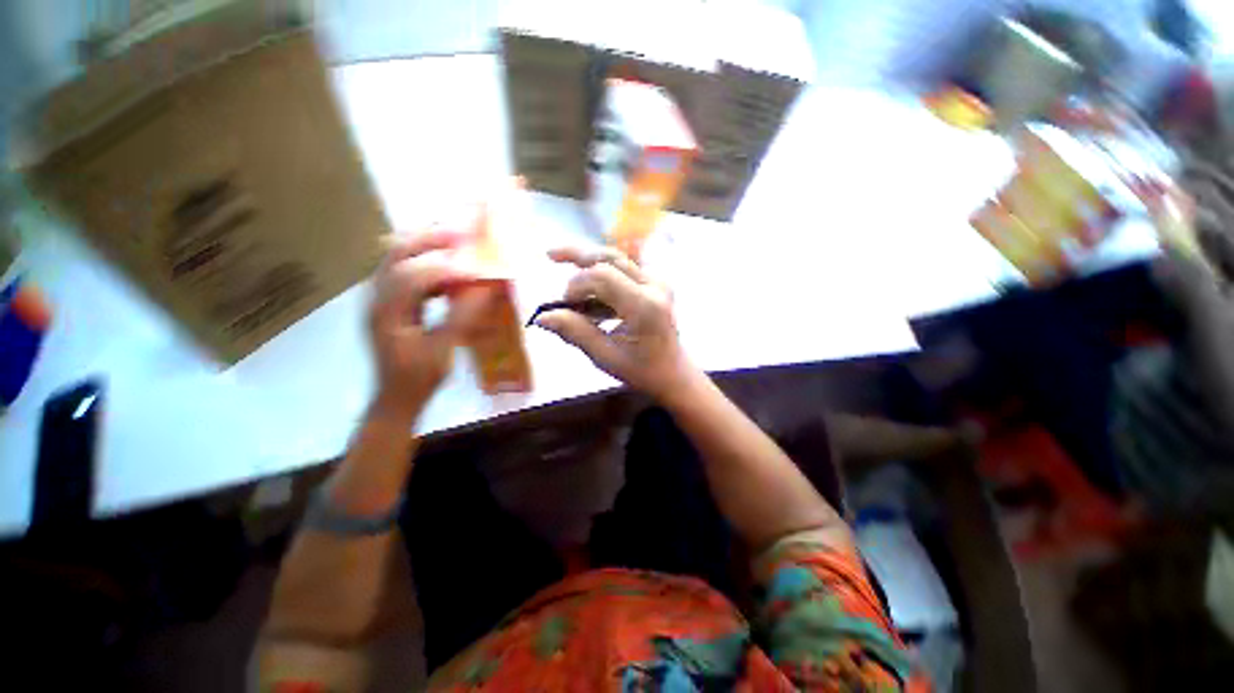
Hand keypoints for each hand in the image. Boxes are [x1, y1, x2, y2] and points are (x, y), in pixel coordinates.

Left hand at [369, 229, 486, 420]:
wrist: (396, 397)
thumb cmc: (420, 377)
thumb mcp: (444, 349)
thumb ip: (462, 317)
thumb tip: (485, 289)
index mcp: (387, 312)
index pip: (413, 276)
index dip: (446, 269)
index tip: (475, 270)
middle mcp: (377, 299)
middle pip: (396, 255)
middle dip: (428, 241)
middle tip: (460, 234)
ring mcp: (380, 300)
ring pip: (397, 260)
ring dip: (425, 248)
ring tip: (455, 243)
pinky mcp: (389, 305)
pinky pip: (404, 273)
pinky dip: (425, 265)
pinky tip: (446, 272)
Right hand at [535, 247, 697, 400]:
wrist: (673, 371)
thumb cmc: (641, 370)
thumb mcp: (604, 356)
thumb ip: (574, 332)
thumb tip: (542, 317)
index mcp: (644, 306)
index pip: (602, 276)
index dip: (576, 285)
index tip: (564, 306)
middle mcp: (654, 286)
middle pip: (609, 258)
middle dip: (578, 258)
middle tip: (550, 255)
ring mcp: (657, 282)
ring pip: (616, 259)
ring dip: (588, 266)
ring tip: (564, 273)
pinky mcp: (655, 283)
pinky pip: (623, 270)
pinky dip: (602, 278)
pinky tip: (588, 297)